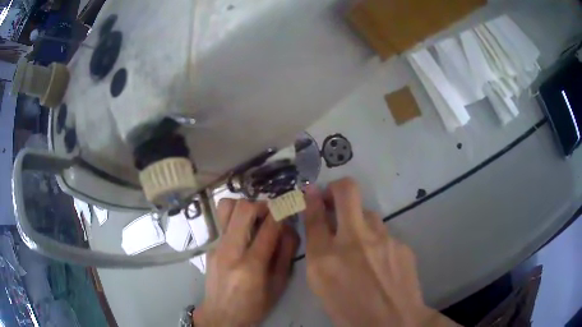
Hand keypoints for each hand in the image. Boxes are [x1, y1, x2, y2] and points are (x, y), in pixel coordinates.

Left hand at [194, 199, 299, 326]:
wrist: (221, 315)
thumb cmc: (254, 305)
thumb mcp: (278, 285)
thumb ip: (285, 254)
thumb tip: (288, 227)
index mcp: (252, 265)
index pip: (269, 227)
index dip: (282, 211)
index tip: (288, 207)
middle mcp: (230, 251)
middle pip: (243, 209)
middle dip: (262, 204)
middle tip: (271, 213)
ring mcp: (216, 246)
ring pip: (226, 207)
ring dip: (244, 207)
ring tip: (254, 219)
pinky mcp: (209, 246)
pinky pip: (222, 222)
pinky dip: (236, 220)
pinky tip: (243, 235)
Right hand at [304, 178, 458, 326]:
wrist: (394, 322)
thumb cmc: (350, 311)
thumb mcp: (322, 286)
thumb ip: (318, 254)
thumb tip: (319, 228)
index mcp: (325, 258)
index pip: (314, 215)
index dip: (311, 198)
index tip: (310, 190)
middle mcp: (354, 241)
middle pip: (347, 191)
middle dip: (336, 187)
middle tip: (334, 196)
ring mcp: (383, 240)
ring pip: (368, 213)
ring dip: (359, 222)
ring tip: (361, 244)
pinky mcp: (401, 244)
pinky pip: (385, 235)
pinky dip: (377, 242)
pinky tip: (381, 263)